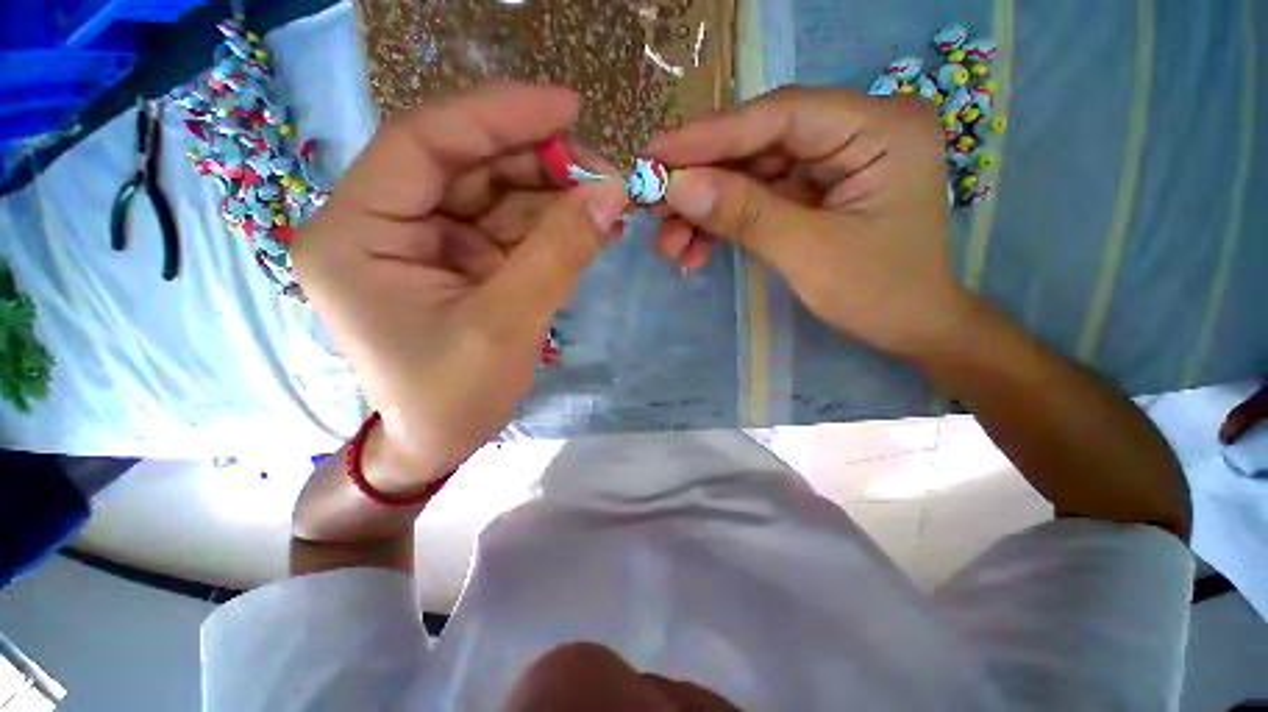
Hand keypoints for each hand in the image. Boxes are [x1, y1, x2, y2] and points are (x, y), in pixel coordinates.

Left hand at [292, 82, 626, 488]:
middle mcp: (383, 223)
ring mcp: (426, 240)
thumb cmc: (452, 397)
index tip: (567, 107)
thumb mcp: (507, 325)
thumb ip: (558, 254)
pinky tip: (592, 228)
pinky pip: (510, 228)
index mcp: (356, 232)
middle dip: (540, 164)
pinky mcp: (460, 260)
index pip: (423, 142)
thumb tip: (612, 193)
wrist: (439, 442)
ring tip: (610, 206)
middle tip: (605, 174)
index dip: (497, 115)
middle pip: (468, 165)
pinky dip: (553, 226)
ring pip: (497, 195)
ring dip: (556, 197)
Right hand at [647, 85, 969, 358]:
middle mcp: (855, 131)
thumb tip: (677, 186)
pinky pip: (756, 198)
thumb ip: (744, 214)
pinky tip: (695, 251)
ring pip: (749, 174)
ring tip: (669, 243)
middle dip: (701, 181)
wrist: (909, 328)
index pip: (779, 116)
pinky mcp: (812, 191)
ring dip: (705, 210)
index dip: (710, 135)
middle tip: (652, 205)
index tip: (654, 154)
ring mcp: (831, 162)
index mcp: (878, 128)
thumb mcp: (807, 253)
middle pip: (758, 143)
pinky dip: (723, 224)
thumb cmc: (878, 293)